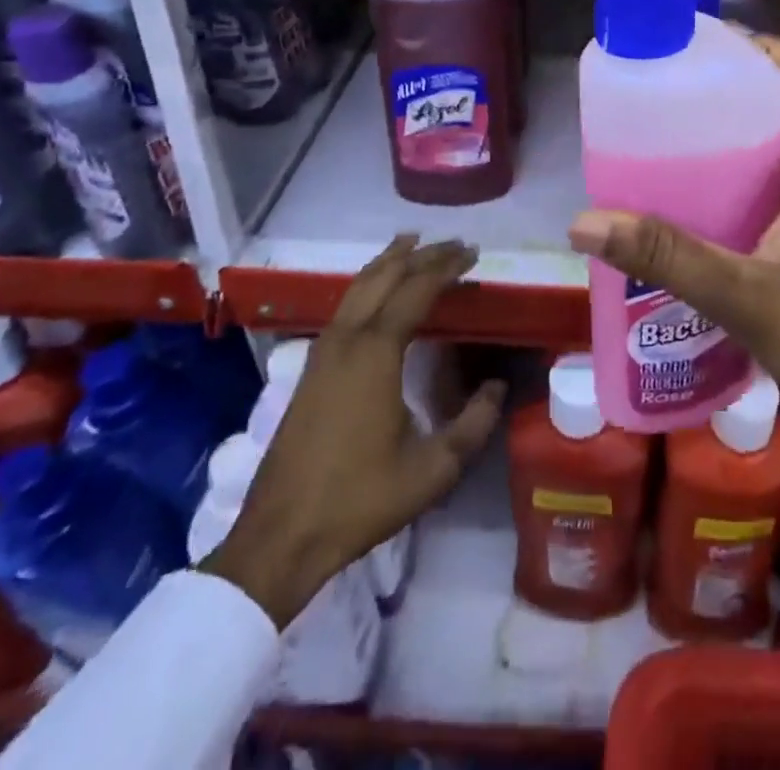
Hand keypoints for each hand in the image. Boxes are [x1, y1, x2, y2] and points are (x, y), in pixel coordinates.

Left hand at [203, 236, 505, 626]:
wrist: (281, 535)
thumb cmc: (361, 499)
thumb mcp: (433, 469)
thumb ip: (474, 424)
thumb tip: (498, 387)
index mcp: (376, 353)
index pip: (416, 289)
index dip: (446, 267)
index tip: (473, 252)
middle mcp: (347, 339)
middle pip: (385, 276)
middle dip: (421, 254)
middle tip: (453, 243)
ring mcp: (322, 351)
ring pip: (358, 286)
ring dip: (389, 262)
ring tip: (413, 244)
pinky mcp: (310, 368)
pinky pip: (344, 305)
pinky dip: (368, 284)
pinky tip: (377, 291)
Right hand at [567, 35, 779, 588]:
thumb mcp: (745, 295)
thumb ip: (668, 258)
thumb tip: (585, 222)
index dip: (769, 49)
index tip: (712, 51)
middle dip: (736, 93)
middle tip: (674, 96)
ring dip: (735, 143)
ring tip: (672, 144)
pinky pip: (776, 195)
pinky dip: (738, 188)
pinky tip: (696, 213)